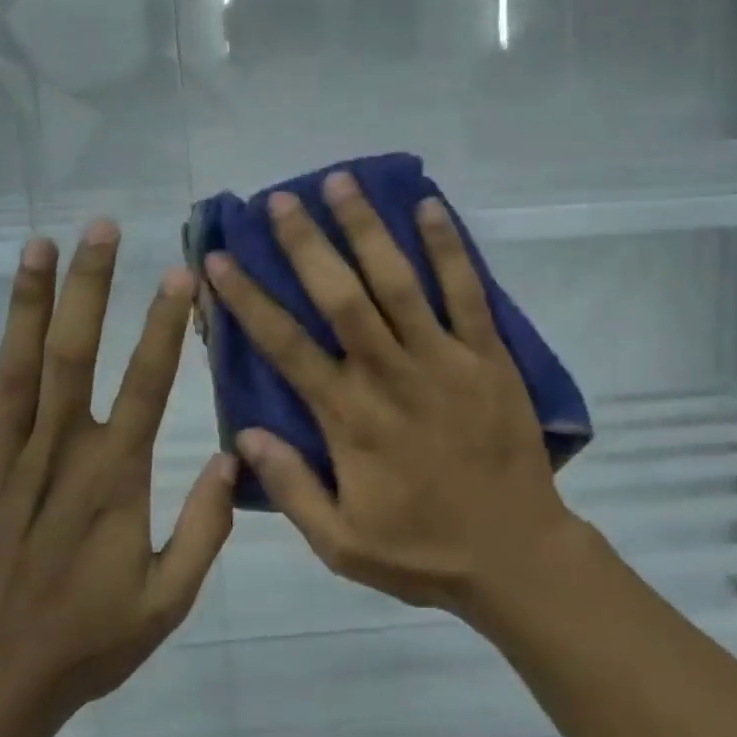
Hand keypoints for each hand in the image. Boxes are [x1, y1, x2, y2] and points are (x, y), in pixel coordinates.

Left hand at [0, 222, 234, 736]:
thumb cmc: (87, 641)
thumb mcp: (169, 599)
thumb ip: (207, 527)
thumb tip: (236, 458)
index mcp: (115, 479)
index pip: (148, 384)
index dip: (164, 325)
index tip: (178, 274)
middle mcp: (59, 454)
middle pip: (75, 354)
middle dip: (90, 286)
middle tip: (102, 227)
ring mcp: (2, 460)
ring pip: (18, 366)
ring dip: (30, 301)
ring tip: (40, 243)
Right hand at [204, 173, 578, 618]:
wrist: (515, 554)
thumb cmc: (423, 550)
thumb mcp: (340, 543)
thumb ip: (292, 486)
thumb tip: (243, 434)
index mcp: (348, 417)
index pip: (286, 346)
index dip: (249, 299)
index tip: (221, 259)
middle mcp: (390, 374)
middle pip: (340, 296)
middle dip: (305, 244)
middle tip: (279, 200)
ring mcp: (443, 358)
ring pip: (399, 281)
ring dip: (367, 228)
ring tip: (340, 182)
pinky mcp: (488, 355)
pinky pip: (468, 291)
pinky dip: (449, 247)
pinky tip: (430, 206)